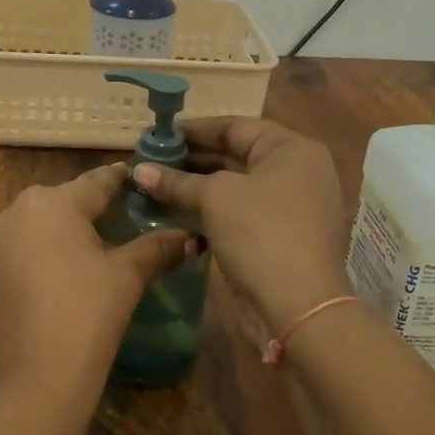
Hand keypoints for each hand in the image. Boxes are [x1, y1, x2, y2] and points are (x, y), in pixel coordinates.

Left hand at [0, 163, 190, 399]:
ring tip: (101, 242)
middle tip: (127, 215)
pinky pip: (25, 244)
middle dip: (94, 206)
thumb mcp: (126, 276)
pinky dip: (48, 248)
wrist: (32, 380)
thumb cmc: (86, 315)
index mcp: (52, 201)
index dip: (121, 179)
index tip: (140, 178)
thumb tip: (192, 237)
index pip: (97, 181)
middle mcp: (17, 209)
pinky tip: (70, 265)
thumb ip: (157, 248)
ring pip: (42, 221)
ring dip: (69, 228)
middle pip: (66, 199)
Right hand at [133, 117, 350, 333]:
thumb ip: (177, 181)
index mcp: (291, 150)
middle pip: (234, 155)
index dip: (194, 129)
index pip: (235, 126)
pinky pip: (235, 211)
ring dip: (193, 185)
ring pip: (232, 186)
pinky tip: (171, 209)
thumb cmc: (260, 233)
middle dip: (190, 158)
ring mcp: (286, 207)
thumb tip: (138, 170)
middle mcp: (293, 172)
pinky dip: (206, 209)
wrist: (296, 308)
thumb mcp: (216, 197)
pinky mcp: (273, 236)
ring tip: (152, 182)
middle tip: (149, 159)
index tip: (158, 133)